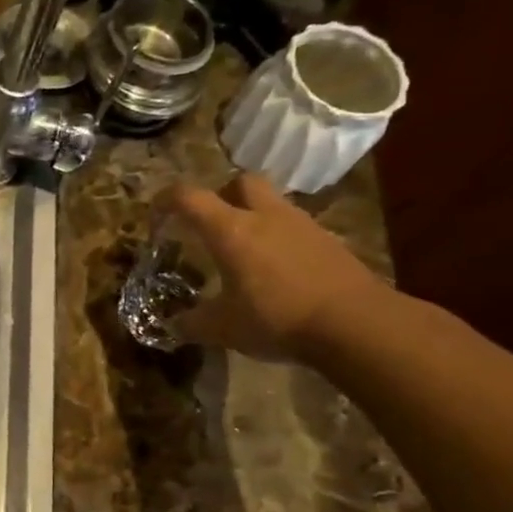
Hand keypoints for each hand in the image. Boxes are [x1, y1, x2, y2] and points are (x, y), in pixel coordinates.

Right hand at [162, 172, 389, 360]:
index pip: (190, 197)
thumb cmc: (276, 319)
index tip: (156, 213)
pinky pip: (294, 227)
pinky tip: (276, 269)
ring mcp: (302, 225)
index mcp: (230, 230)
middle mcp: (265, 217)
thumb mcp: (222, 329)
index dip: (167, 199)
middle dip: (221, 195)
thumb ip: (192, 323)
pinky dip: (279, 238)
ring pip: (271, 203)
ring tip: (243, 250)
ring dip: (253, 216)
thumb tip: (173, 324)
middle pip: (240, 182)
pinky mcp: (328, 241)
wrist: (356, 324)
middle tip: (210, 222)